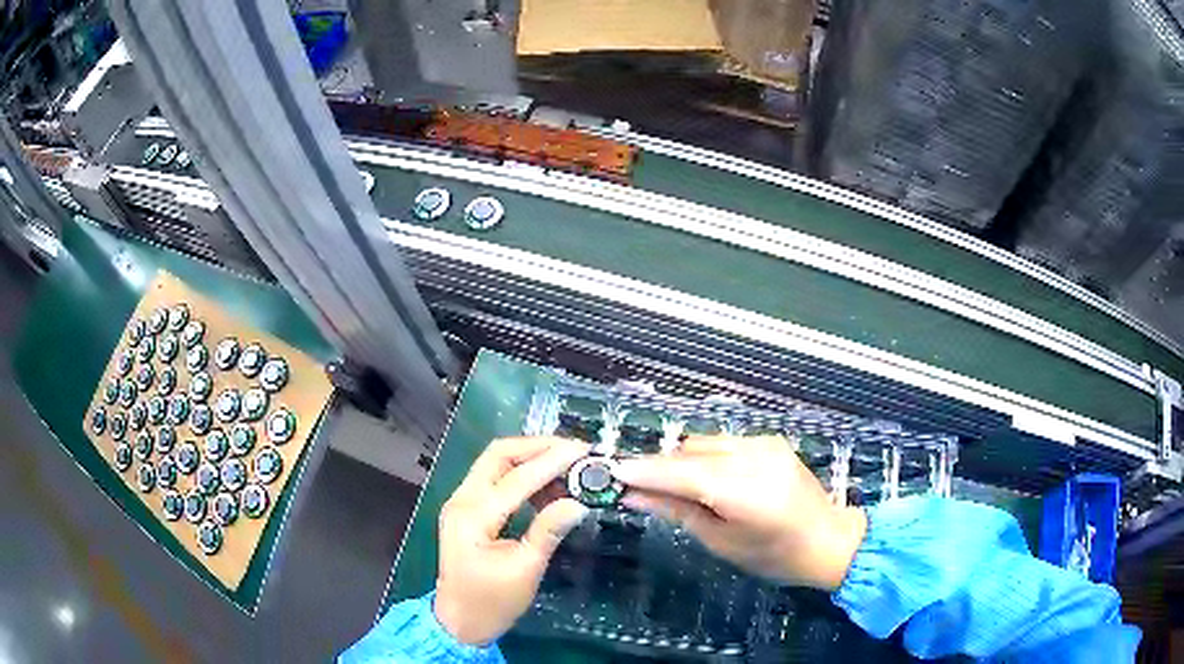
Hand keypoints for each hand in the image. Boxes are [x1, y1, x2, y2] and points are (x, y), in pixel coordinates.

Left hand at [434, 437, 588, 644]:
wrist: (459, 621)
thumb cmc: (492, 602)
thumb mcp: (525, 570)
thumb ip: (548, 531)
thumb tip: (579, 502)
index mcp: (473, 516)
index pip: (517, 478)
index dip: (552, 461)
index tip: (584, 450)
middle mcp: (462, 499)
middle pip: (498, 454)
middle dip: (537, 446)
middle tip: (574, 449)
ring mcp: (461, 502)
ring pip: (495, 462)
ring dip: (530, 458)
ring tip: (566, 466)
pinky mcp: (467, 509)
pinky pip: (494, 479)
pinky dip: (521, 474)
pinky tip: (547, 487)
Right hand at [614, 435, 866, 590]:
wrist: (829, 540)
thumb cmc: (774, 556)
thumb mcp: (721, 542)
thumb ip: (677, 512)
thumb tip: (633, 496)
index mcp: (740, 489)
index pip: (678, 472)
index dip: (641, 471)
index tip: (609, 472)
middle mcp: (751, 456)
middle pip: (688, 451)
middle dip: (660, 467)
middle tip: (637, 487)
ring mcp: (764, 443)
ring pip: (704, 442)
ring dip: (683, 460)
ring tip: (673, 487)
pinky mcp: (771, 441)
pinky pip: (725, 442)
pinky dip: (706, 456)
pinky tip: (707, 479)